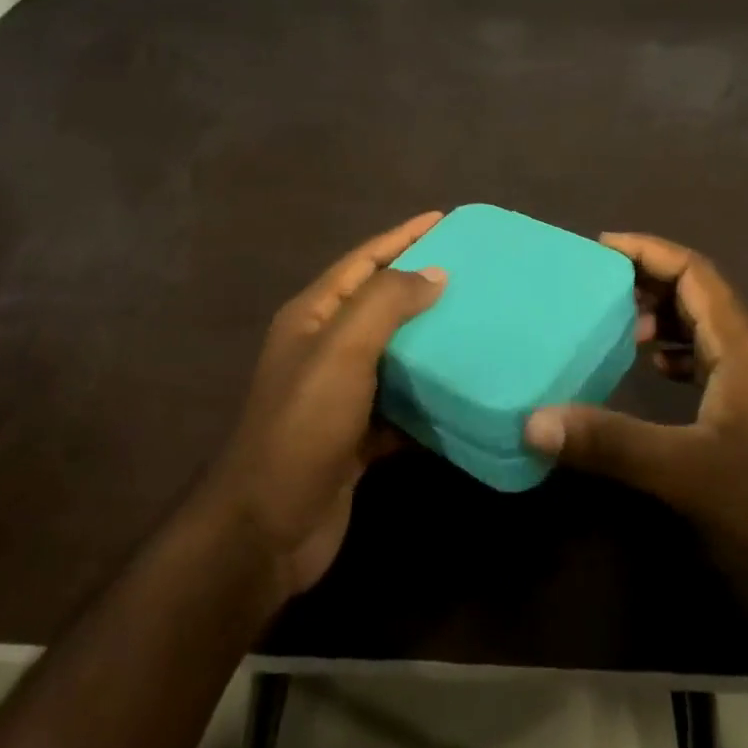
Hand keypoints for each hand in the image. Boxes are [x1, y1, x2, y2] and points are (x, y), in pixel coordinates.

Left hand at [200, 212, 445, 604]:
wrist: (267, 529)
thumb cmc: (302, 426)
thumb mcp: (341, 351)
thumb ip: (386, 303)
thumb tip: (434, 272)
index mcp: (313, 316)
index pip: (363, 260)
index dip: (402, 237)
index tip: (445, 219)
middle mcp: (324, 348)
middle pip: (380, 303)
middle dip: (422, 284)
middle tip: (476, 273)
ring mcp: (339, 394)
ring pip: (394, 353)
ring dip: (431, 340)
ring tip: (480, 324)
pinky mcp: (356, 435)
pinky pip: (400, 403)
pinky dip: (428, 396)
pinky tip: (465, 391)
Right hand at [525, 233, 747, 626]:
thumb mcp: (687, 471)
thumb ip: (611, 444)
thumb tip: (533, 422)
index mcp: (739, 344)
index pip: (692, 270)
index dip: (646, 250)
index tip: (595, 248)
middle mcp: (747, 352)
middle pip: (695, 293)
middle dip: (645, 281)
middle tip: (591, 288)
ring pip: (701, 329)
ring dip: (659, 319)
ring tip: (612, 328)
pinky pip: (706, 364)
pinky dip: (673, 358)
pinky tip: (649, 376)